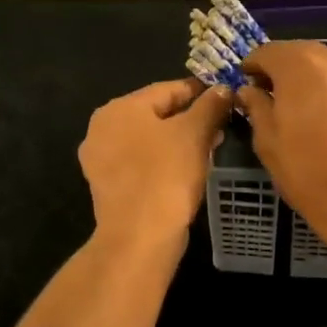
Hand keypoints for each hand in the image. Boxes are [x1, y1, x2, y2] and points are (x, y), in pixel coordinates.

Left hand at [78, 78, 233, 258]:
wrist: (139, 238)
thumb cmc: (166, 175)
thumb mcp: (195, 133)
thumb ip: (210, 106)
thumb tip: (223, 89)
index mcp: (119, 108)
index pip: (167, 89)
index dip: (199, 91)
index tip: (225, 96)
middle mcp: (102, 128)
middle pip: (156, 114)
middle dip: (190, 118)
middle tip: (221, 124)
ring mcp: (101, 159)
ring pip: (149, 139)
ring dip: (179, 140)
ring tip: (210, 147)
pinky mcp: (107, 185)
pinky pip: (141, 162)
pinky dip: (164, 160)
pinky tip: (187, 168)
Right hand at [237, 42, 326, 229]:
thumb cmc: (307, 170)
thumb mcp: (268, 141)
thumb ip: (257, 107)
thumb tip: (250, 91)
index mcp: (298, 65)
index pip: (267, 52)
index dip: (253, 66)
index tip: (247, 83)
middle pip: (300, 54)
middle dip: (284, 69)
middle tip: (272, 94)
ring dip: (312, 80)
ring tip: (303, 108)